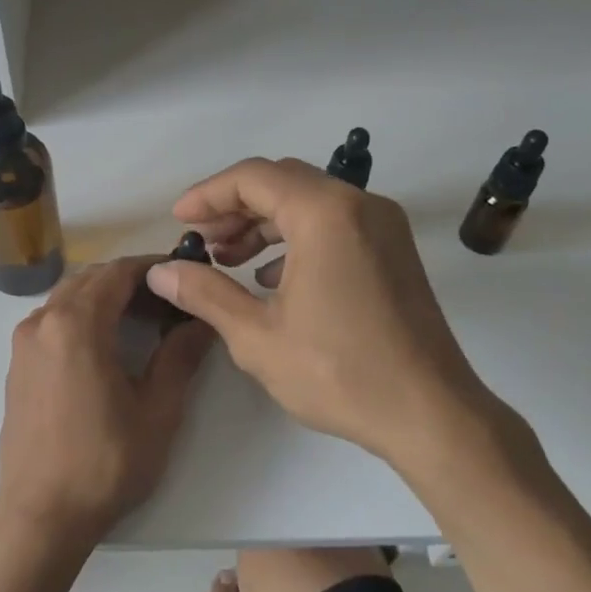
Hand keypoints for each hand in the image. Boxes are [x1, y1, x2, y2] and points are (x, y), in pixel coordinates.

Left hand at [0, 257, 214, 550]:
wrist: (41, 516)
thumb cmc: (105, 464)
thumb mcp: (157, 411)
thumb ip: (180, 356)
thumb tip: (202, 320)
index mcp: (76, 325)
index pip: (118, 273)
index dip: (154, 268)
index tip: (184, 275)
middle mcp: (42, 322)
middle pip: (90, 279)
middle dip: (130, 281)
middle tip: (169, 301)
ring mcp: (23, 344)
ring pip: (68, 298)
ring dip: (104, 297)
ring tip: (141, 321)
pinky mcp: (17, 366)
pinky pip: (52, 321)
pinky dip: (81, 316)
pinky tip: (105, 346)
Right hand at [144, 158, 508, 470]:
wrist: (430, 413)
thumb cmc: (339, 372)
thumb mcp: (257, 336)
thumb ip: (205, 293)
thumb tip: (160, 272)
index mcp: (325, 213)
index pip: (253, 178)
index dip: (208, 195)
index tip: (179, 221)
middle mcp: (359, 205)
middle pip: (283, 182)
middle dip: (234, 207)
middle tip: (202, 241)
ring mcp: (383, 226)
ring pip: (309, 202)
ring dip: (264, 223)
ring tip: (228, 260)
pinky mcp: (393, 250)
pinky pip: (335, 224)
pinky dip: (296, 238)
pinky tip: (272, 279)